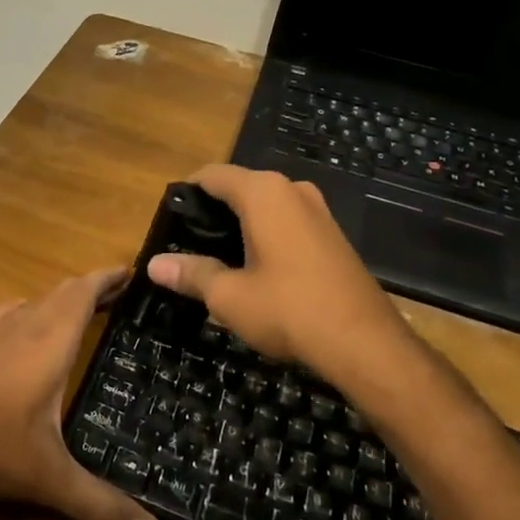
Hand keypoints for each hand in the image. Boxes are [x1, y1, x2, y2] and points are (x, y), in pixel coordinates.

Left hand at [0, 268, 161, 519]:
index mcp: (50, 339)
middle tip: (118, 296)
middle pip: (63, 292)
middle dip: (91, 289)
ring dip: (60, 301)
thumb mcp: (49, 477)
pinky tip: (26, 332)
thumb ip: (101, 504)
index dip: (108, 277)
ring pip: (34, 301)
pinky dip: (29, 314)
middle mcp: (23, 323)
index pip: (84, 291)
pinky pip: (9, 315)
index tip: (132, 271)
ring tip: (81, 314)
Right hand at [148, 165, 414, 386]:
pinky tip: (255, 268)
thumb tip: (153, 266)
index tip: (169, 220)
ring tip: (217, 259)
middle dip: (212, 211)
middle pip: (239, 187)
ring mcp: (317, 210)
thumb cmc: (289, 310)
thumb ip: (191, 273)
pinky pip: (287, 221)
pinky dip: (266, 234)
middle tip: (188, 245)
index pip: (212, 175)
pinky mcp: (332, 233)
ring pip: (265, 205)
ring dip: (240, 224)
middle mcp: (292, 189)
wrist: (366, 344)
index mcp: (263, 192)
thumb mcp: (229, 295)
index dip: (186, 193)